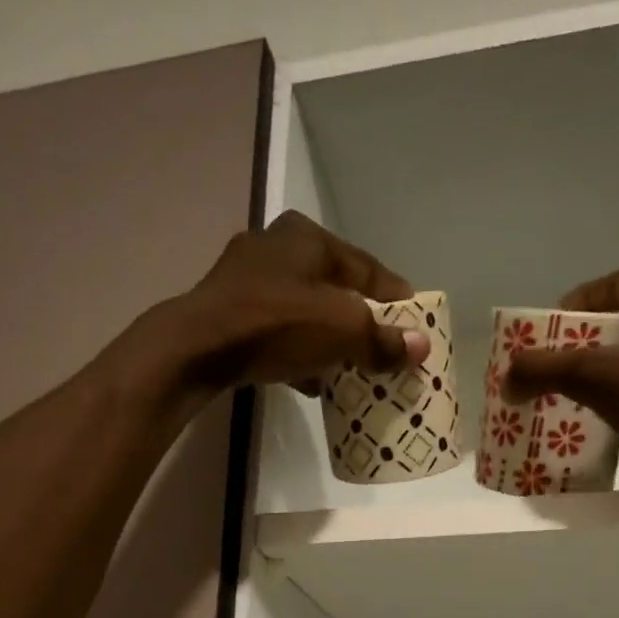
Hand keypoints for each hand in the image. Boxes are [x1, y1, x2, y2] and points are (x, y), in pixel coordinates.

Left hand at [133, 211, 426, 394]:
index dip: (395, 298)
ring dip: (329, 339)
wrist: (196, 348)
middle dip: (360, 321)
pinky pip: (278, 332)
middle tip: (383, 349)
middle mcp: (276, 248)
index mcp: (307, 237)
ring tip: (352, 369)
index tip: (415, 325)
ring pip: (305, 311)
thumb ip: (383, 340)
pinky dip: (299, 352)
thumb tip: (422, 347)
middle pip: (334, 289)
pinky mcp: (228, 313)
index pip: (366, 268)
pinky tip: (312, 380)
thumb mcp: (341, 331)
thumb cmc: (276, 324)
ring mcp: (246, 280)